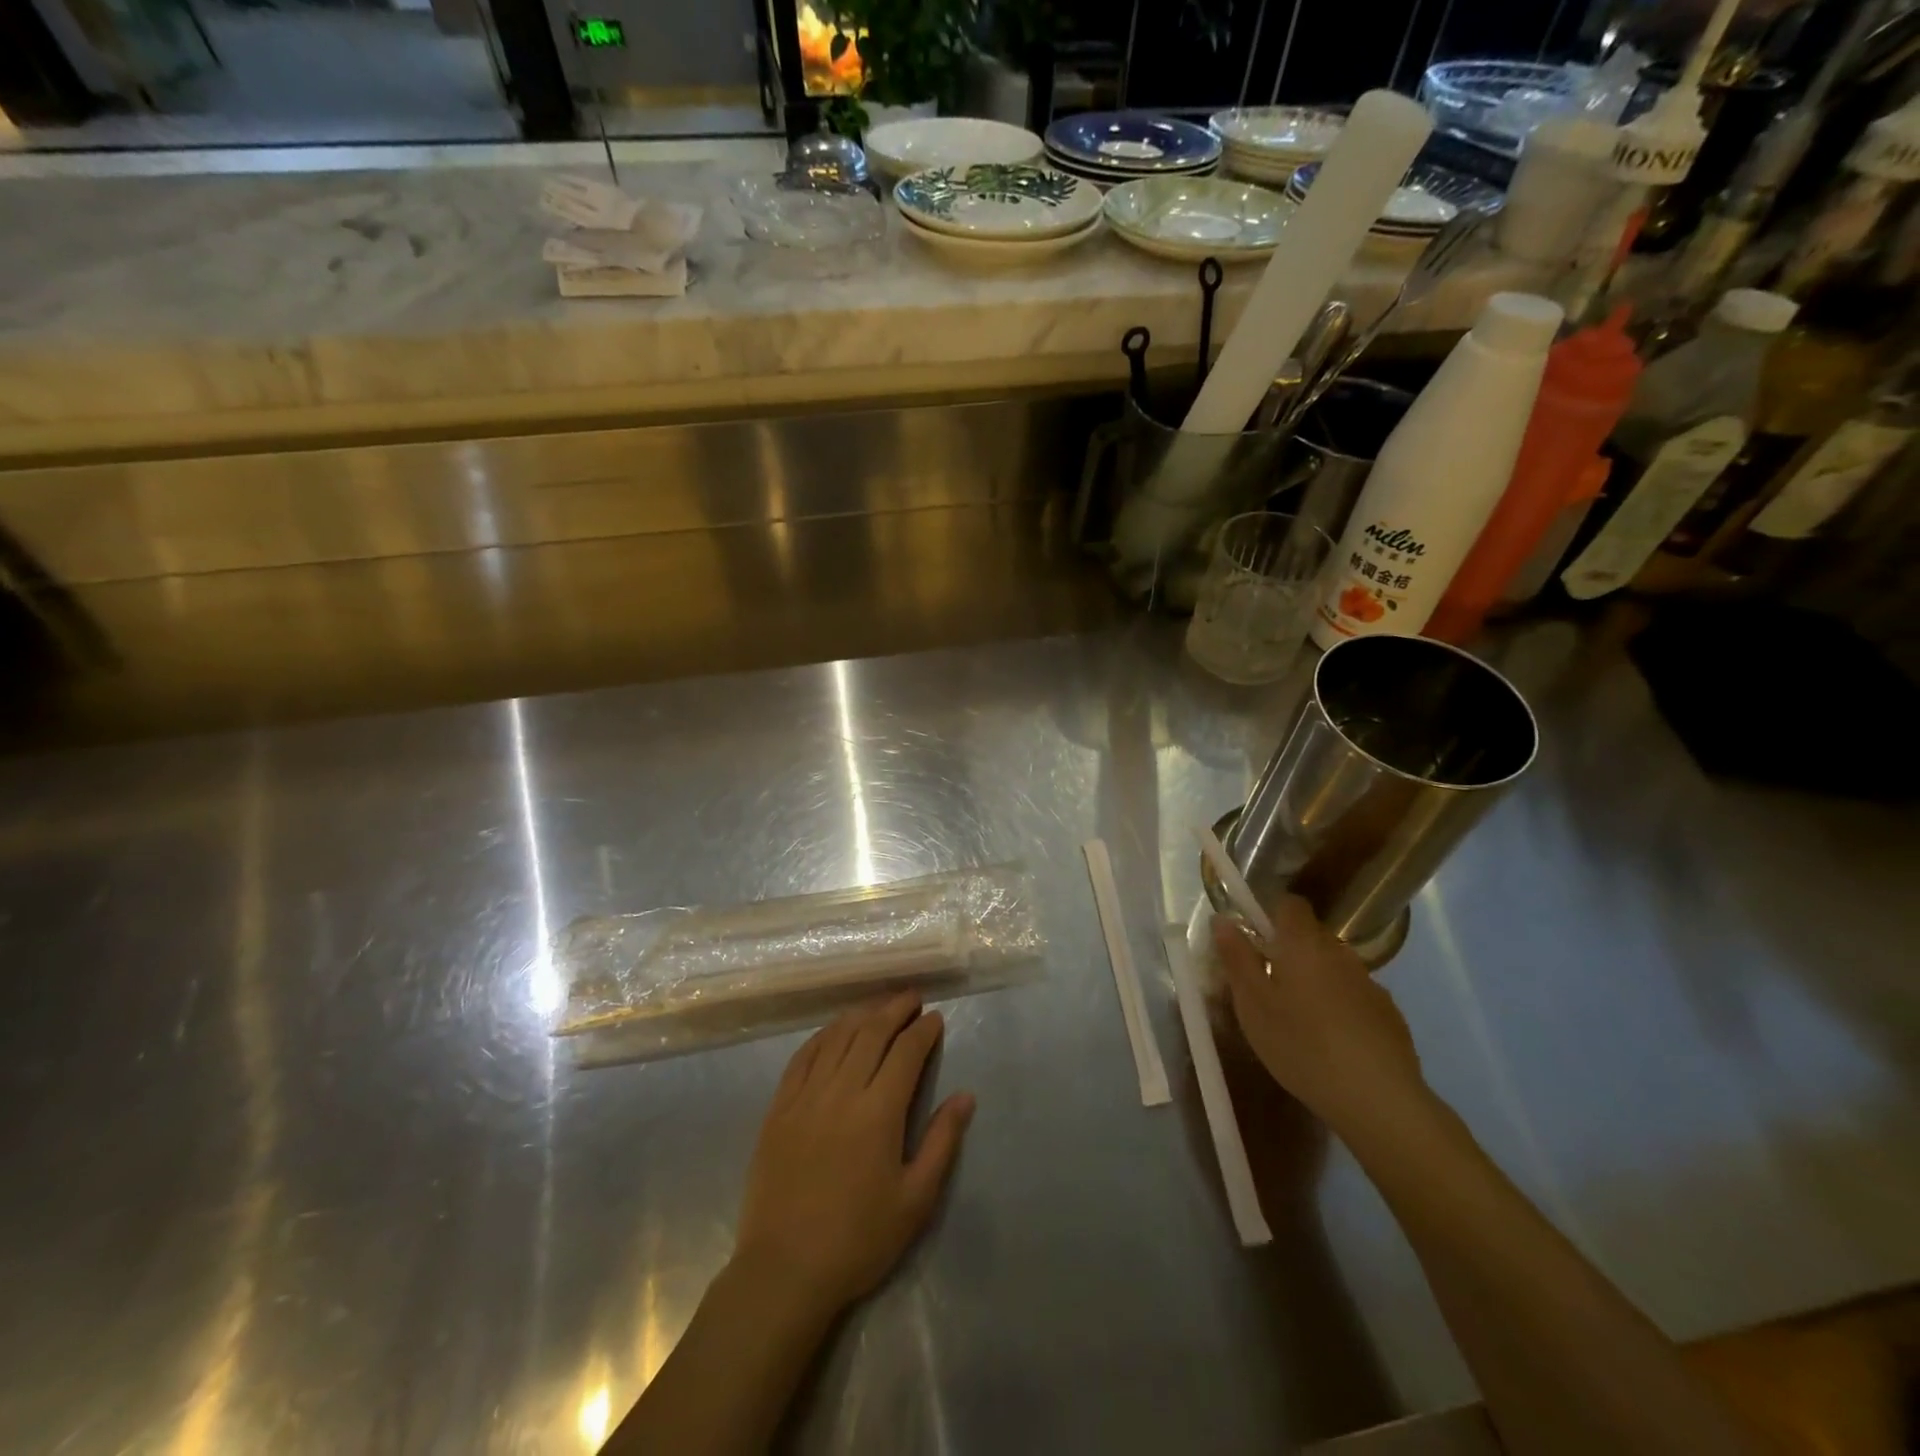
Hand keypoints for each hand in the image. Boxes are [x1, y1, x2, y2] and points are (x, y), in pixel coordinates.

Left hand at [733, 993, 974, 1321]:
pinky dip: (823, 1035)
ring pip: (837, 1037)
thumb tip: (964, 1096)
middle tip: (912, 997)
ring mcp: (805, 1096)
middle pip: (871, 1033)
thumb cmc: (858, 1240)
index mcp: (878, 1113)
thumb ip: (941, 1142)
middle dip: (895, 1009)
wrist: (784, 1271)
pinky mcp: (779, 1108)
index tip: (935, 1017)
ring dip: (861, 1014)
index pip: (905, 1052)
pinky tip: (835, 1029)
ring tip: (879, 1005)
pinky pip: (803, 1056)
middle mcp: (841, 1092)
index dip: (922, 1030)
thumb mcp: (915, 1200)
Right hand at [1212, 898, 1427, 1136]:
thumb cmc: (1301, 1044)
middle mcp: (1340, 953)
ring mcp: (1370, 984)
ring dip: (1315, 981)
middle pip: (1311, 937)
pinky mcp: (1389, 1014)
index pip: (1290, 904)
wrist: (1377, 1098)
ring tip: (1300, 1021)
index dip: (1271, 915)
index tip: (1255, 943)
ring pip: (1333, 968)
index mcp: (1303, 944)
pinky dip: (1340, 1008)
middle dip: (1289, 953)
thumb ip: (1236, 957)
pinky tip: (1333, 1044)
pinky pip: (1355, 997)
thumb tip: (1222, 919)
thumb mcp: (1252, 1004)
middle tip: (1268, 989)